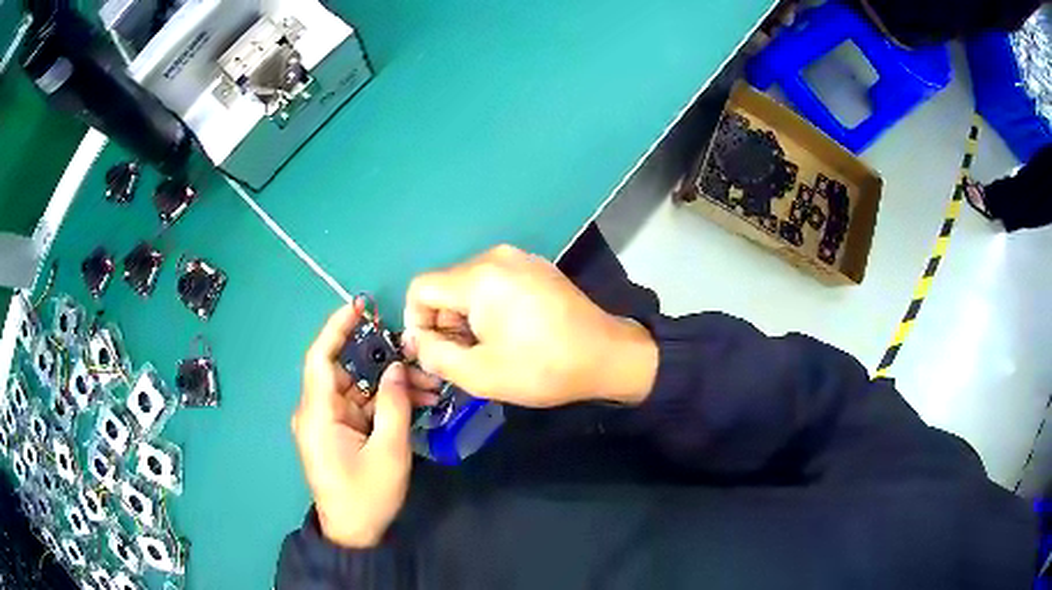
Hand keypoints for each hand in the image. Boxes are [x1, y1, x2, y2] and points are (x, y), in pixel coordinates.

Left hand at [293, 300, 438, 547]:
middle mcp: (317, 411)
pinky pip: (361, 407)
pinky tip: (414, 401)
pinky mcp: (339, 432)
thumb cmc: (367, 495)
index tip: (360, 306)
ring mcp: (328, 422)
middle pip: (345, 371)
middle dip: (381, 361)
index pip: (320, 358)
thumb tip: (397, 367)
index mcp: (318, 414)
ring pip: (358, 389)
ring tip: (427, 385)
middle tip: (416, 356)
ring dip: (389, 385)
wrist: (354, 534)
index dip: (337, 328)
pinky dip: (385, 402)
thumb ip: (394, 405)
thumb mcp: (388, 451)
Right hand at [403, 245, 658, 407]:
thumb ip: (435, 355)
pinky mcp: (536, 267)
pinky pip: (493, 281)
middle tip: (464, 357)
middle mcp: (496, 256)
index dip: (416, 322)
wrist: (607, 356)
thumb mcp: (480, 374)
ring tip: (488, 348)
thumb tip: (415, 340)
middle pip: (445, 285)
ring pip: (468, 284)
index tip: (433, 352)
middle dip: (444, 322)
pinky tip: (509, 332)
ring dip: (466, 317)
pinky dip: (488, 306)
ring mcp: (519, 258)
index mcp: (479, 277)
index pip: (421, 288)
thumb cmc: (543, 368)